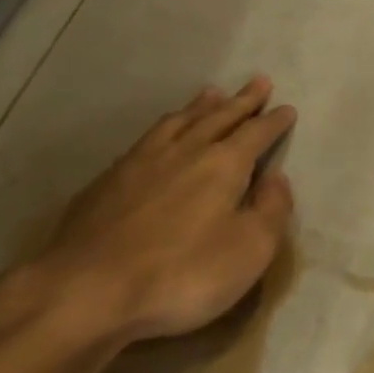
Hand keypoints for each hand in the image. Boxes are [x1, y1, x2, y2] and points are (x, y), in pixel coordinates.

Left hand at [21, 77, 295, 342]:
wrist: (86, 291)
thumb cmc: (181, 274)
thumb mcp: (249, 250)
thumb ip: (272, 210)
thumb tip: (277, 178)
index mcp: (224, 164)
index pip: (257, 133)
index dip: (274, 121)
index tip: (287, 109)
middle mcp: (186, 150)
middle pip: (220, 116)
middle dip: (242, 100)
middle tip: (259, 81)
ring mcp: (142, 161)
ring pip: (180, 121)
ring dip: (201, 106)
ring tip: (212, 93)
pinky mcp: (108, 180)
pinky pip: (147, 138)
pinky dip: (165, 126)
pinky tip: (162, 131)